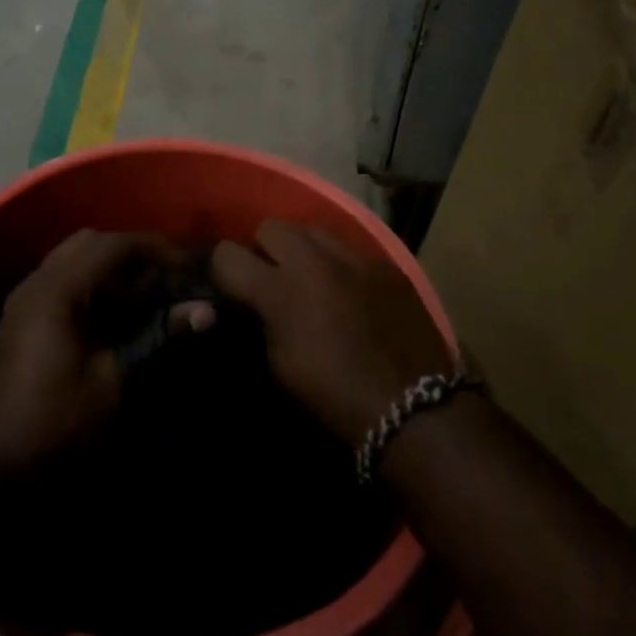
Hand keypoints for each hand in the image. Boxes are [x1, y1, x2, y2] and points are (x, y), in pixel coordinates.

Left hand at [0, 230, 213, 482]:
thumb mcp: (114, 381)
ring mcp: (24, 299)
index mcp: (57, 290)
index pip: (112, 245)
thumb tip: (206, 312)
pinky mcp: (21, 318)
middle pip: (90, 243)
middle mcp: (37, 282)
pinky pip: (62, 280)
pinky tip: (116, 313)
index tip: (188, 262)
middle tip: (167, 273)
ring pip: (73, 259)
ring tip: (147, 291)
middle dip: (132, 251)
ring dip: (111, 267)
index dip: (155, 247)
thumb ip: (158, 336)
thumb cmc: (56, 423)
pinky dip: (92, 283)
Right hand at [212, 221, 452, 445]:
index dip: (223, 270)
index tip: (231, 288)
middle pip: (270, 226)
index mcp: (280, 290)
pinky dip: (340, 263)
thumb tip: (251, 303)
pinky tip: (349, 289)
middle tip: (272, 278)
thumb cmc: (334, 397)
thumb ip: (259, 321)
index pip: (227, 254)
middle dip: (263, 249)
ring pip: (312, 228)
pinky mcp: (386, 264)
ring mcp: (355, 257)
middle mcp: (314, 260)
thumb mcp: (279, 365)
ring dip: (302, 248)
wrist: (412, 408)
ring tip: (310, 276)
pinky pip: (350, 247)